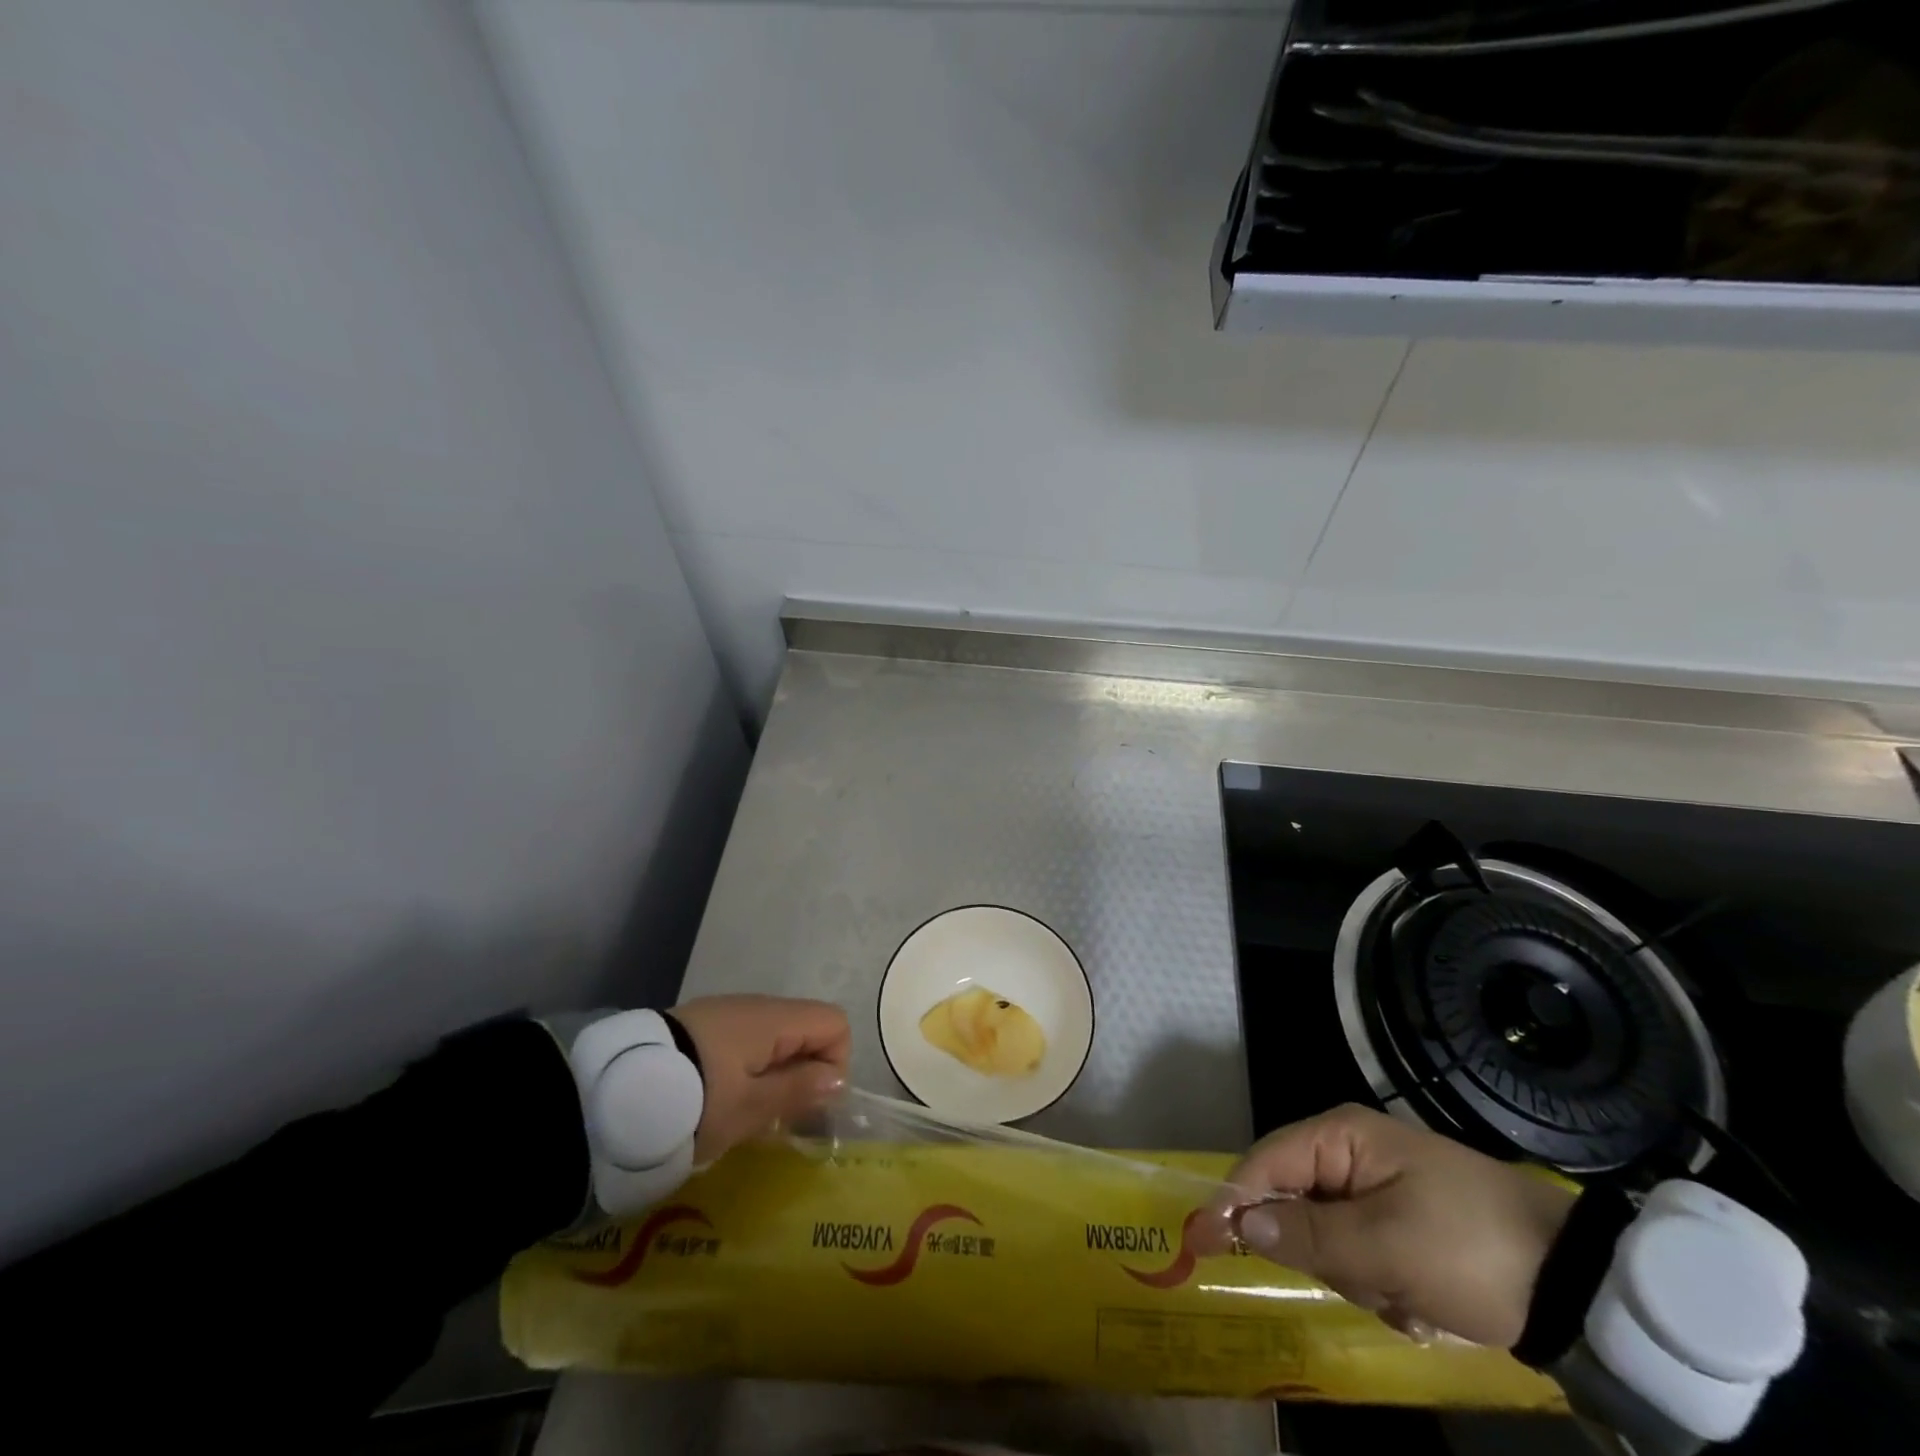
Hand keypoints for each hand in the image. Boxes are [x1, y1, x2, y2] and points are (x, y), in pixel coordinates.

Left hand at [668, 995, 850, 1162]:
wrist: (615, 1090)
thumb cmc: (695, 1100)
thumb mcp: (751, 1107)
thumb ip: (799, 1090)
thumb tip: (839, 1078)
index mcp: (774, 1019)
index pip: (834, 1023)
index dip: (834, 1063)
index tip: (808, 1104)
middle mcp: (756, 1005)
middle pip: (805, 1030)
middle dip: (802, 1075)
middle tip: (778, 1120)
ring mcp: (726, 1012)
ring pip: (774, 1039)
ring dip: (774, 1075)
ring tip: (746, 1117)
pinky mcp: (700, 1025)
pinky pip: (744, 1042)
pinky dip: (747, 1069)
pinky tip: (719, 1101)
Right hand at [1196, 1104, 1576, 1347]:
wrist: (1576, 1284)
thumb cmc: (1469, 1247)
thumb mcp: (1384, 1247)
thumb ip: (1305, 1234)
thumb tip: (1239, 1225)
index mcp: (1342, 1136)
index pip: (1265, 1162)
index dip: (1232, 1201)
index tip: (1200, 1242)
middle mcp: (1351, 1152)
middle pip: (1294, 1202)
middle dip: (1321, 1251)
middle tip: (1369, 1282)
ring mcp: (1376, 1188)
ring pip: (1326, 1237)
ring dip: (1357, 1276)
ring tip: (1406, 1296)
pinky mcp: (1399, 1222)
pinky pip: (1360, 1255)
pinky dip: (1381, 1286)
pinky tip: (1419, 1303)